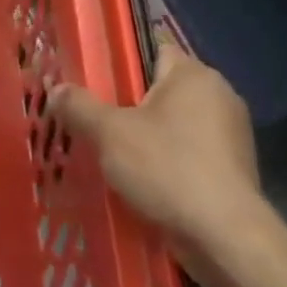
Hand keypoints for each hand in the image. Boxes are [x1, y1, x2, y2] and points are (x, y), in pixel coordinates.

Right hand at [52, 42, 265, 268]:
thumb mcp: (108, 132)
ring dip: (141, 134)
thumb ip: (79, 106)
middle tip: (87, 116)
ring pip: (171, 123)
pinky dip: (161, 159)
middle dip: (124, 102)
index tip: (87, 78)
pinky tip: (135, 177)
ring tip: (104, 149)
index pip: (150, 49)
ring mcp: (229, 135)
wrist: (225, 238)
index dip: (116, 61)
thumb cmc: (167, 168)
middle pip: (158, 88)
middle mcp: (219, 96)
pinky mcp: (230, 169)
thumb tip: (56, 89)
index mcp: (194, 75)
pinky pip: (185, 152)